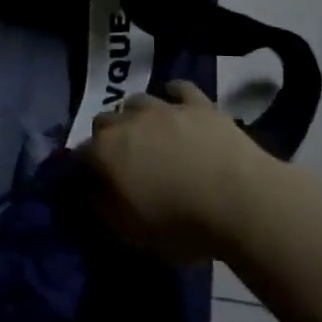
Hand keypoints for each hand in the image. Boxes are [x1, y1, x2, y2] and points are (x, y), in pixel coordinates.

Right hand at [80, 80, 270, 262]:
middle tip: (123, 162)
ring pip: (137, 101)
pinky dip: (172, 94)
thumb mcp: (130, 233)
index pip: (80, 154)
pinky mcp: (198, 103)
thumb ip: (101, 208)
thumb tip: (87, 190)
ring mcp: (164, 108)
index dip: (84, 169)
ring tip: (149, 135)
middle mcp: (128, 121)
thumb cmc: (181, 225)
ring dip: (136, 116)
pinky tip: (176, 105)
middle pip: (104, 121)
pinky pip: (178, 88)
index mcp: (105, 152)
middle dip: (107, 138)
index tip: (93, 185)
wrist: (241, 201)